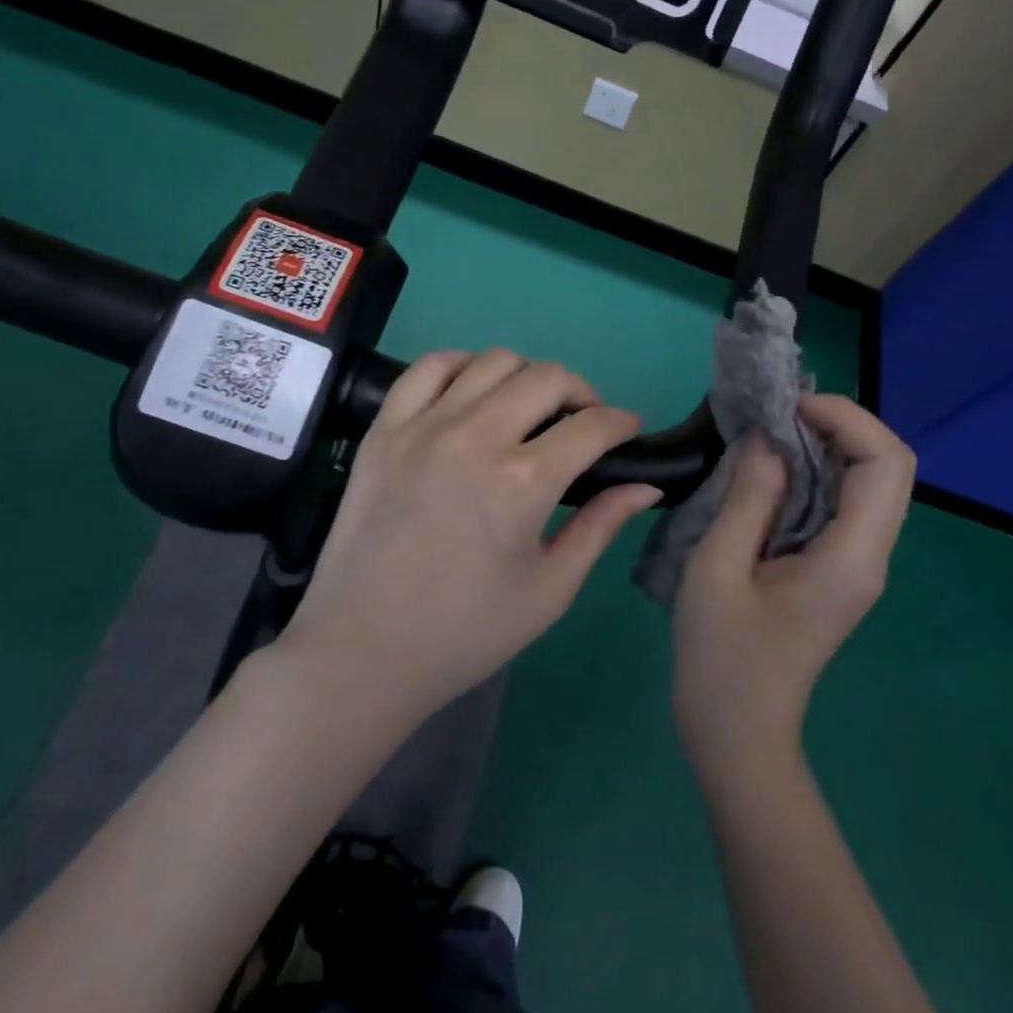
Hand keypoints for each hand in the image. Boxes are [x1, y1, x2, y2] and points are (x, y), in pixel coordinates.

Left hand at [278, 349, 662, 729]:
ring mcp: (423, 427)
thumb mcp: (550, 590)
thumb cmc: (466, 632)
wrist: (363, 650)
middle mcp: (475, 438)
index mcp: (523, 483)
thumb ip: (601, 527)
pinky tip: (473, 392)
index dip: (622, 422)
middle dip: (582, 392)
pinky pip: (429, 368)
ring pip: (493, 361)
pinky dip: (463, 366)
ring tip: (530, 409)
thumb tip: (648, 485)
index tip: (628, 430)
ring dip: (526, 376)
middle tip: (583, 423)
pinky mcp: (384, 429)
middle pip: (548, 378)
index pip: (591, 426)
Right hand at [672, 395, 916, 776]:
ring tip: (770, 433)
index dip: (847, 418)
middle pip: (888, 467)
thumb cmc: (721, 655)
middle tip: (778, 415)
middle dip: (841, 425)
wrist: (737, 731)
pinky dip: (817, 473)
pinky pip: (844, 504)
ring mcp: (858, 565)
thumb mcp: (718, 568)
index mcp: (851, 556)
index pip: (886, 463)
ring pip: (870, 483)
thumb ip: (749, 496)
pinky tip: (773, 471)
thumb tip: (767, 439)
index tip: (789, 407)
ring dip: (829, 446)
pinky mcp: (838, 570)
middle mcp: (870, 556)